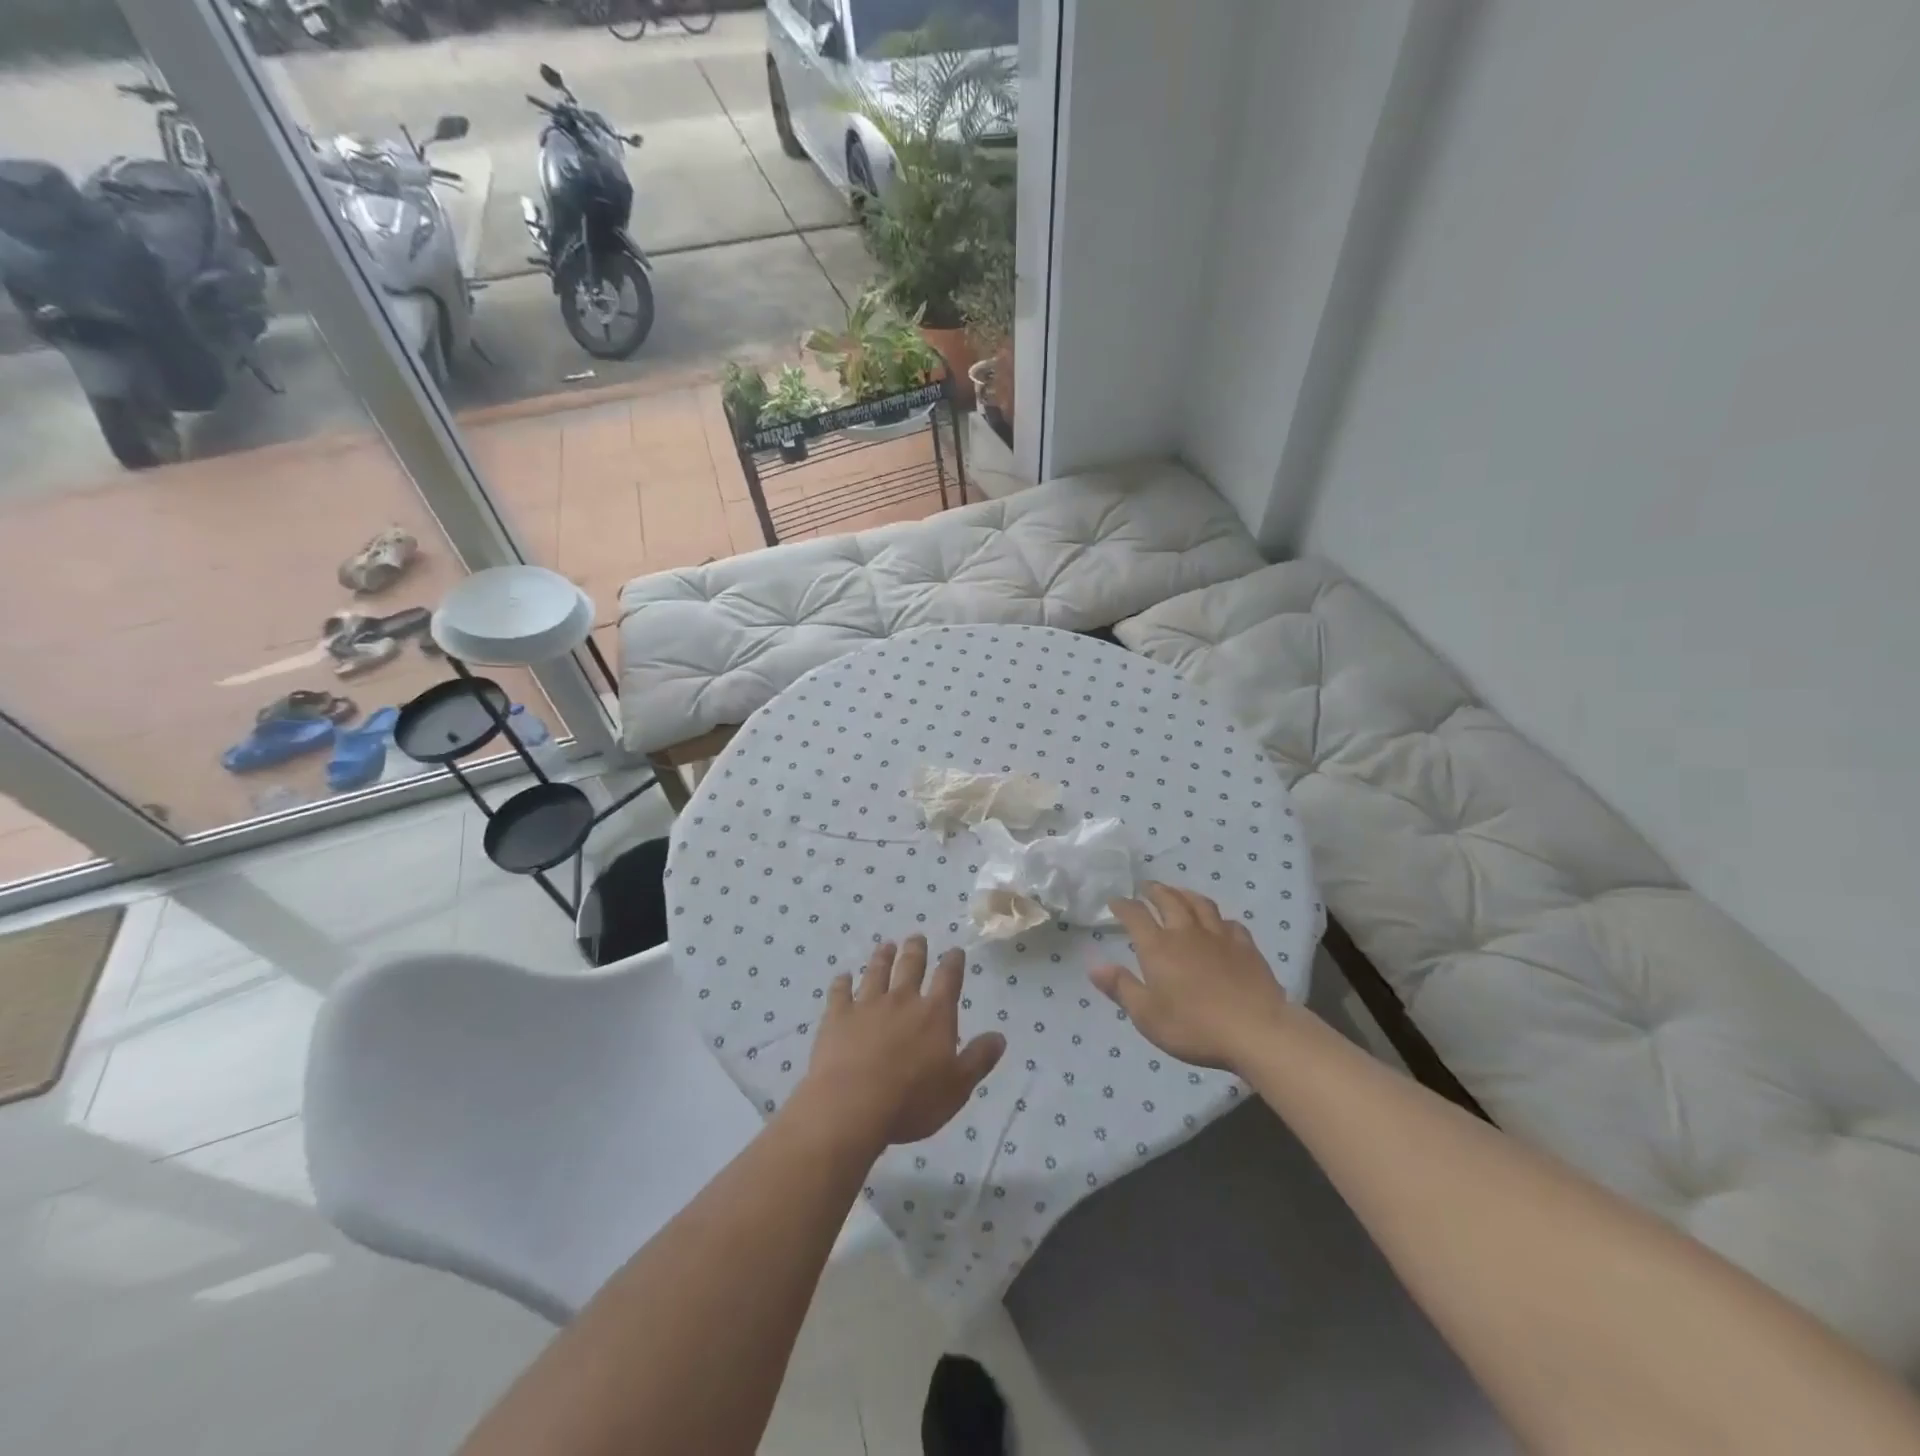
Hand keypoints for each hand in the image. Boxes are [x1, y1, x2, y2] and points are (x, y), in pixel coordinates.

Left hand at [799, 936, 1006, 1147]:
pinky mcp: (837, 1017)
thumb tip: (999, 1036)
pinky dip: (842, 982)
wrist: (851, 1106)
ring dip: (882, 957)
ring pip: (876, 972)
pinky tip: (842, 976)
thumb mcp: (957, 1087)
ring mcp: (867, 1005)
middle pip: (910, 966)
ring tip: (886, 945)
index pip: (948, 979)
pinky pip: (839, 992)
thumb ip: (978, 1059)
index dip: (953, 962)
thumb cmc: (912, 1102)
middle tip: (917, 937)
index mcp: (934, 1015)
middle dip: (916, 950)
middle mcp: (902, 1000)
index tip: (955, 950)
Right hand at [1091, 882, 1295, 1071]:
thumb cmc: (1194, 1026)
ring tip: (1178, 892)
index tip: (1115, 901)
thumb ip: (1121, 988)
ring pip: (1200, 904)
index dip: (1123, 906)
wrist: (1256, 1030)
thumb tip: (1095, 967)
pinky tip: (1219, 923)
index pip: (1136, 916)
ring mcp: (1219, 937)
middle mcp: (1186, 933)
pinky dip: (1219, 919)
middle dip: (1155, 891)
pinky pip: (1230, 923)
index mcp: (1158, 947)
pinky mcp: (1246, 948)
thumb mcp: (1147, 1016)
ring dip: (1185, 894)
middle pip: (1169, 900)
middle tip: (1146, 887)